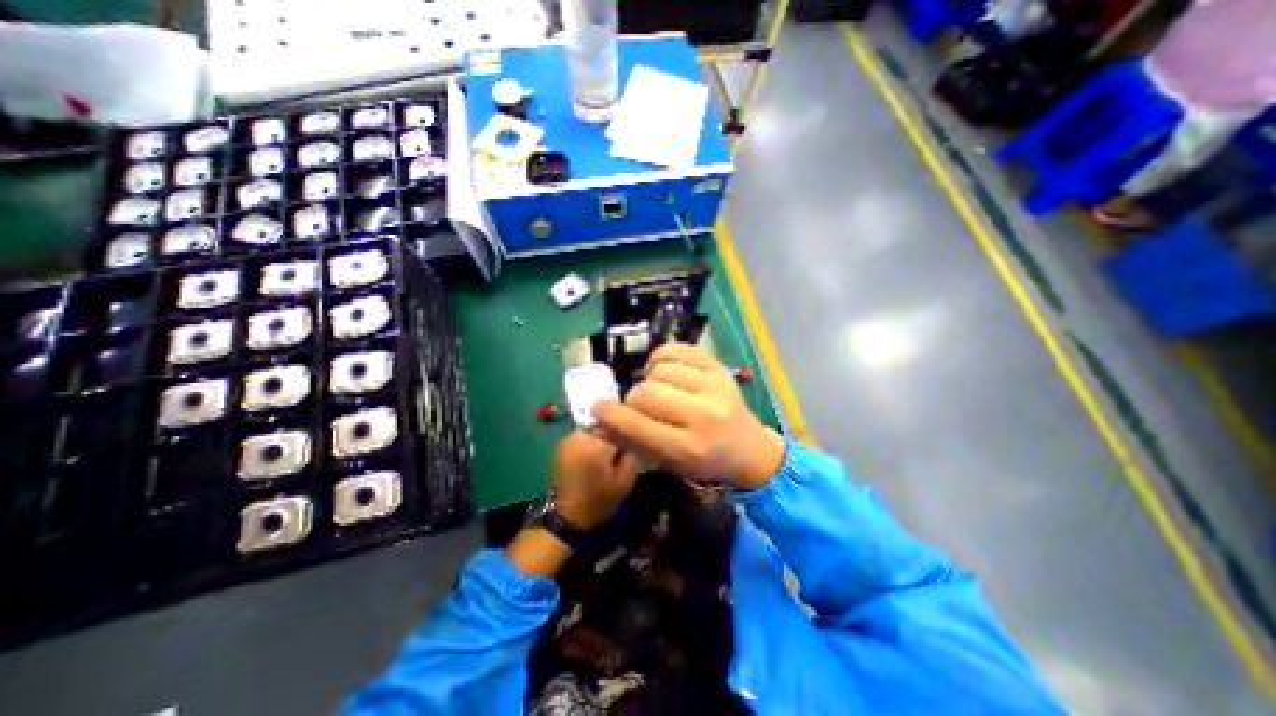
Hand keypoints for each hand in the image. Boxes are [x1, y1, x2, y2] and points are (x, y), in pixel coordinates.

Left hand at [554, 425, 642, 531]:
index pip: (618, 420)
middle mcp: (579, 435)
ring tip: (610, 448)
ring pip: (593, 424)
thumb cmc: (601, 501)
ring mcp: (567, 438)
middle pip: (604, 420)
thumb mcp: (626, 479)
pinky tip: (596, 451)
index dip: (629, 425)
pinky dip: (591, 437)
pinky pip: (583, 431)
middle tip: (624, 443)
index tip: (637, 433)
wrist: (569, 517)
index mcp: (596, 444)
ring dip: (603, 431)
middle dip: (615, 428)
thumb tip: (637, 430)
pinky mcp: (561, 443)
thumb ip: (633, 450)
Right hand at [595, 342, 782, 489]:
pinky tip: (664, 370)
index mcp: (689, 448)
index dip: (611, 415)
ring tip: (657, 389)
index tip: (597, 407)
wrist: (747, 448)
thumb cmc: (704, 462)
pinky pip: (677, 349)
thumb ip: (632, 441)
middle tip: (638, 404)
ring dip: (650, 378)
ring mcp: (715, 386)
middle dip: (633, 398)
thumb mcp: (667, 463)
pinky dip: (662, 357)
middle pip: (647, 392)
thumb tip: (600, 418)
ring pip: (660, 369)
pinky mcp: (719, 367)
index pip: (639, 426)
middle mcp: (704, 415)